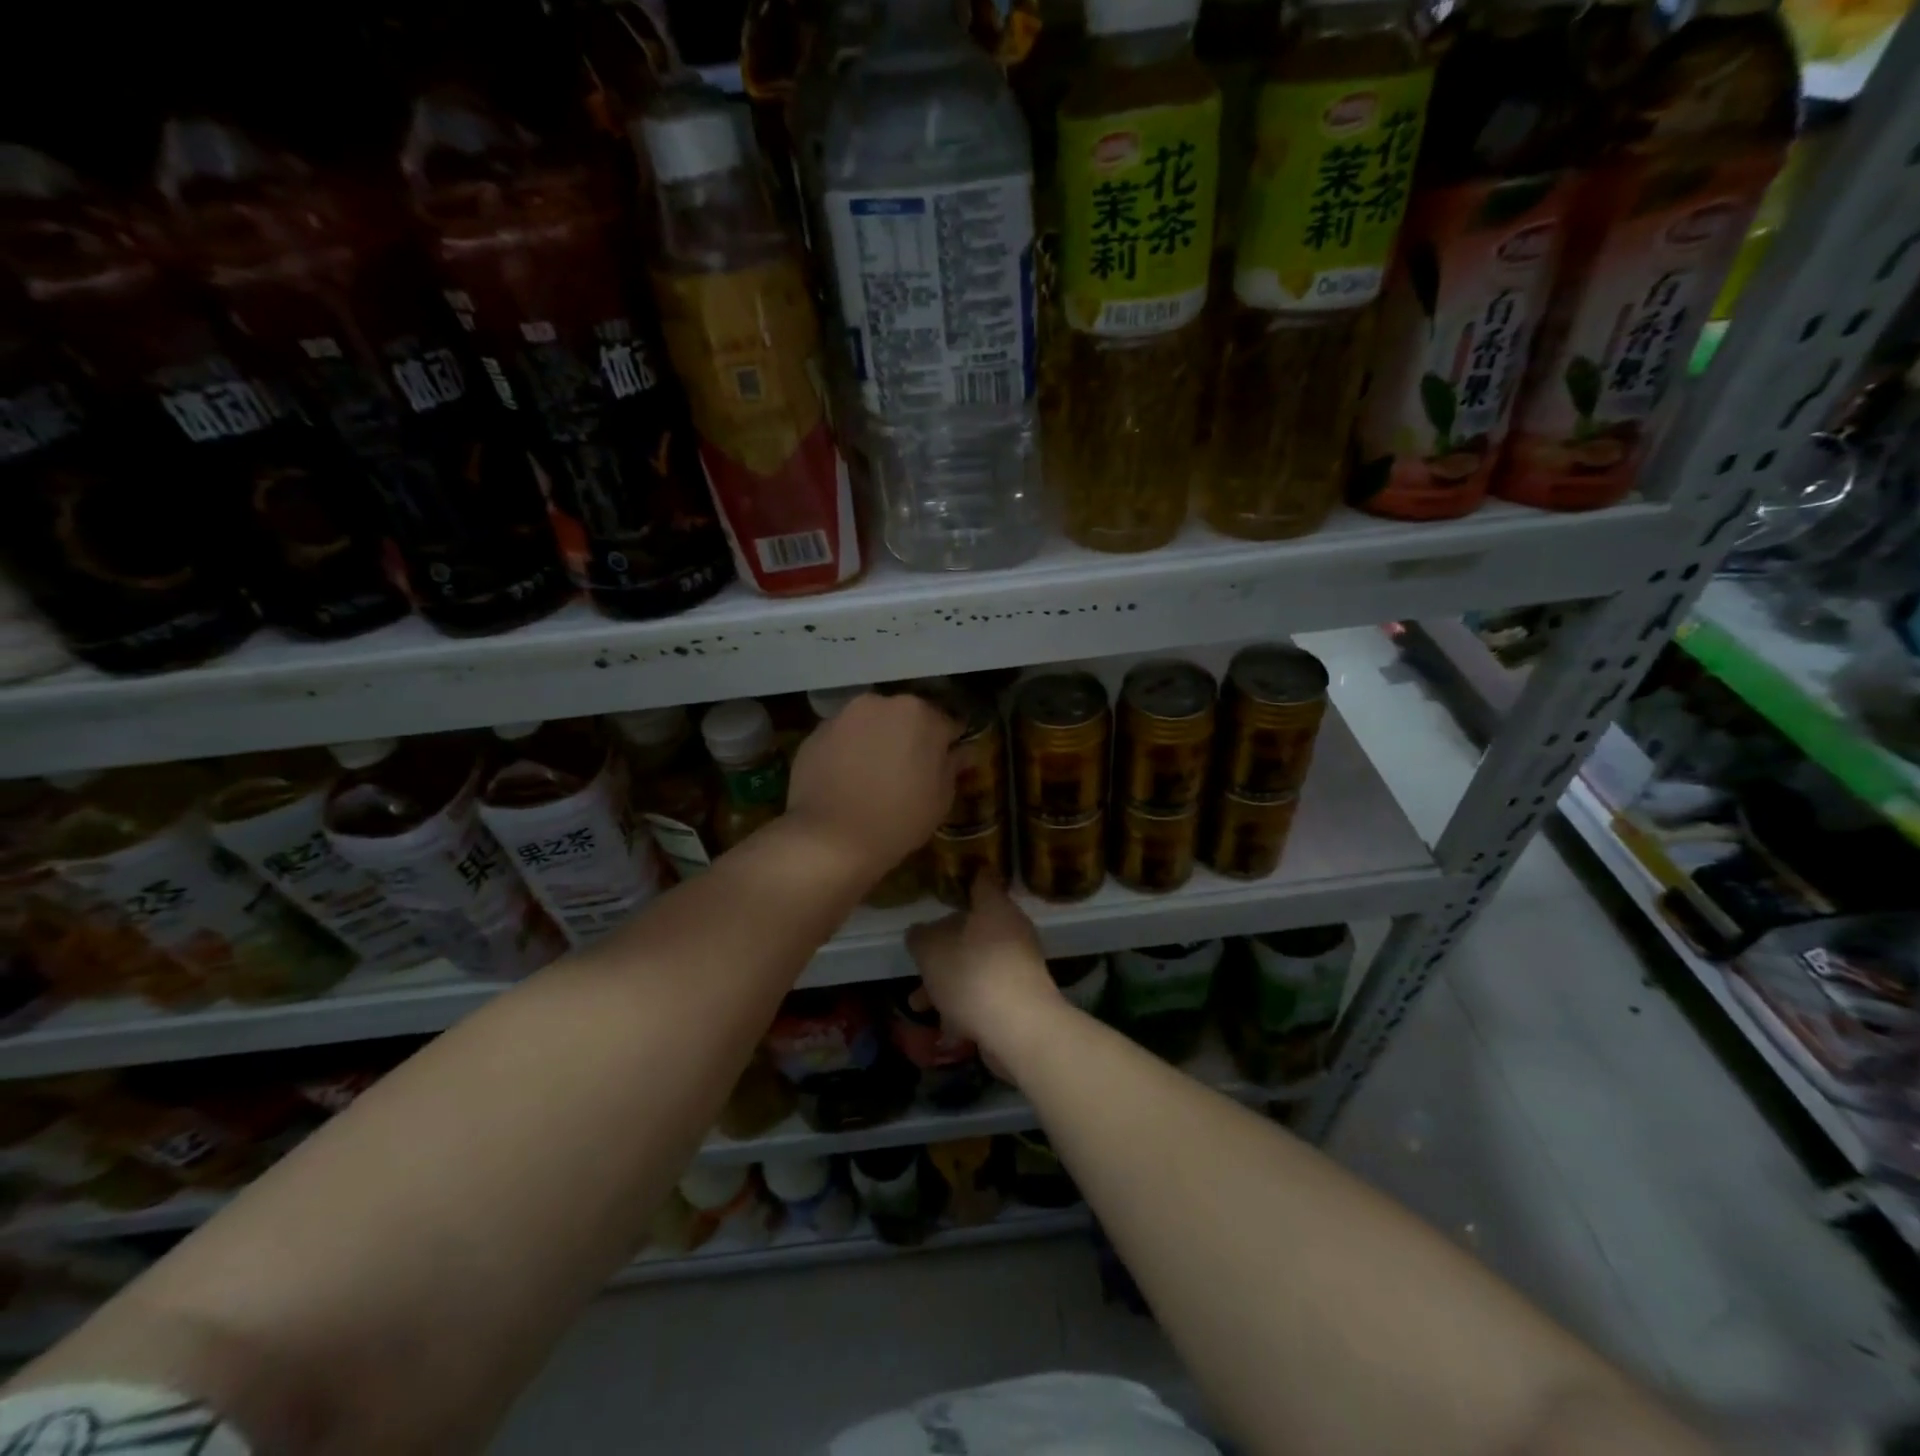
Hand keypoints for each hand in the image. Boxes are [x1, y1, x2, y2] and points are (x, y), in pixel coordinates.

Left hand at [786, 691, 958, 876]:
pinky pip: (841, 739)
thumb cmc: (898, 818)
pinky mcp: (814, 735)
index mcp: (919, 714)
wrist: (830, 839)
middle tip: (908, 770)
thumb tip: (963, 751)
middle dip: (909, 737)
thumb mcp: (940, 798)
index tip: (945, 763)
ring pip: (869, 725)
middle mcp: (879, 703)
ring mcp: (842, 717)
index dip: (948, 744)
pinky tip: (846, 781)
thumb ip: (953, 766)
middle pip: (904, 717)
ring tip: (873, 776)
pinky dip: (847, 752)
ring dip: (876, 741)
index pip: (946, 723)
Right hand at [906, 875, 1062, 1077]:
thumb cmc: (972, 975)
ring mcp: (1020, 965)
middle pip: (974, 928)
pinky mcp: (1022, 998)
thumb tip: (920, 932)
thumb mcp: (930, 951)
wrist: (1020, 1029)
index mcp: (995, 907)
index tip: (944, 887)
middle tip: (919, 960)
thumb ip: (921, 937)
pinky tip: (946, 1029)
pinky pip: (987, 994)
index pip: (981, 881)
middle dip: (944, 947)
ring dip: (948, 982)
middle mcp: (1012, 930)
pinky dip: (966, 1006)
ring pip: (976, 965)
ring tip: (919, 1005)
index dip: (963, 881)